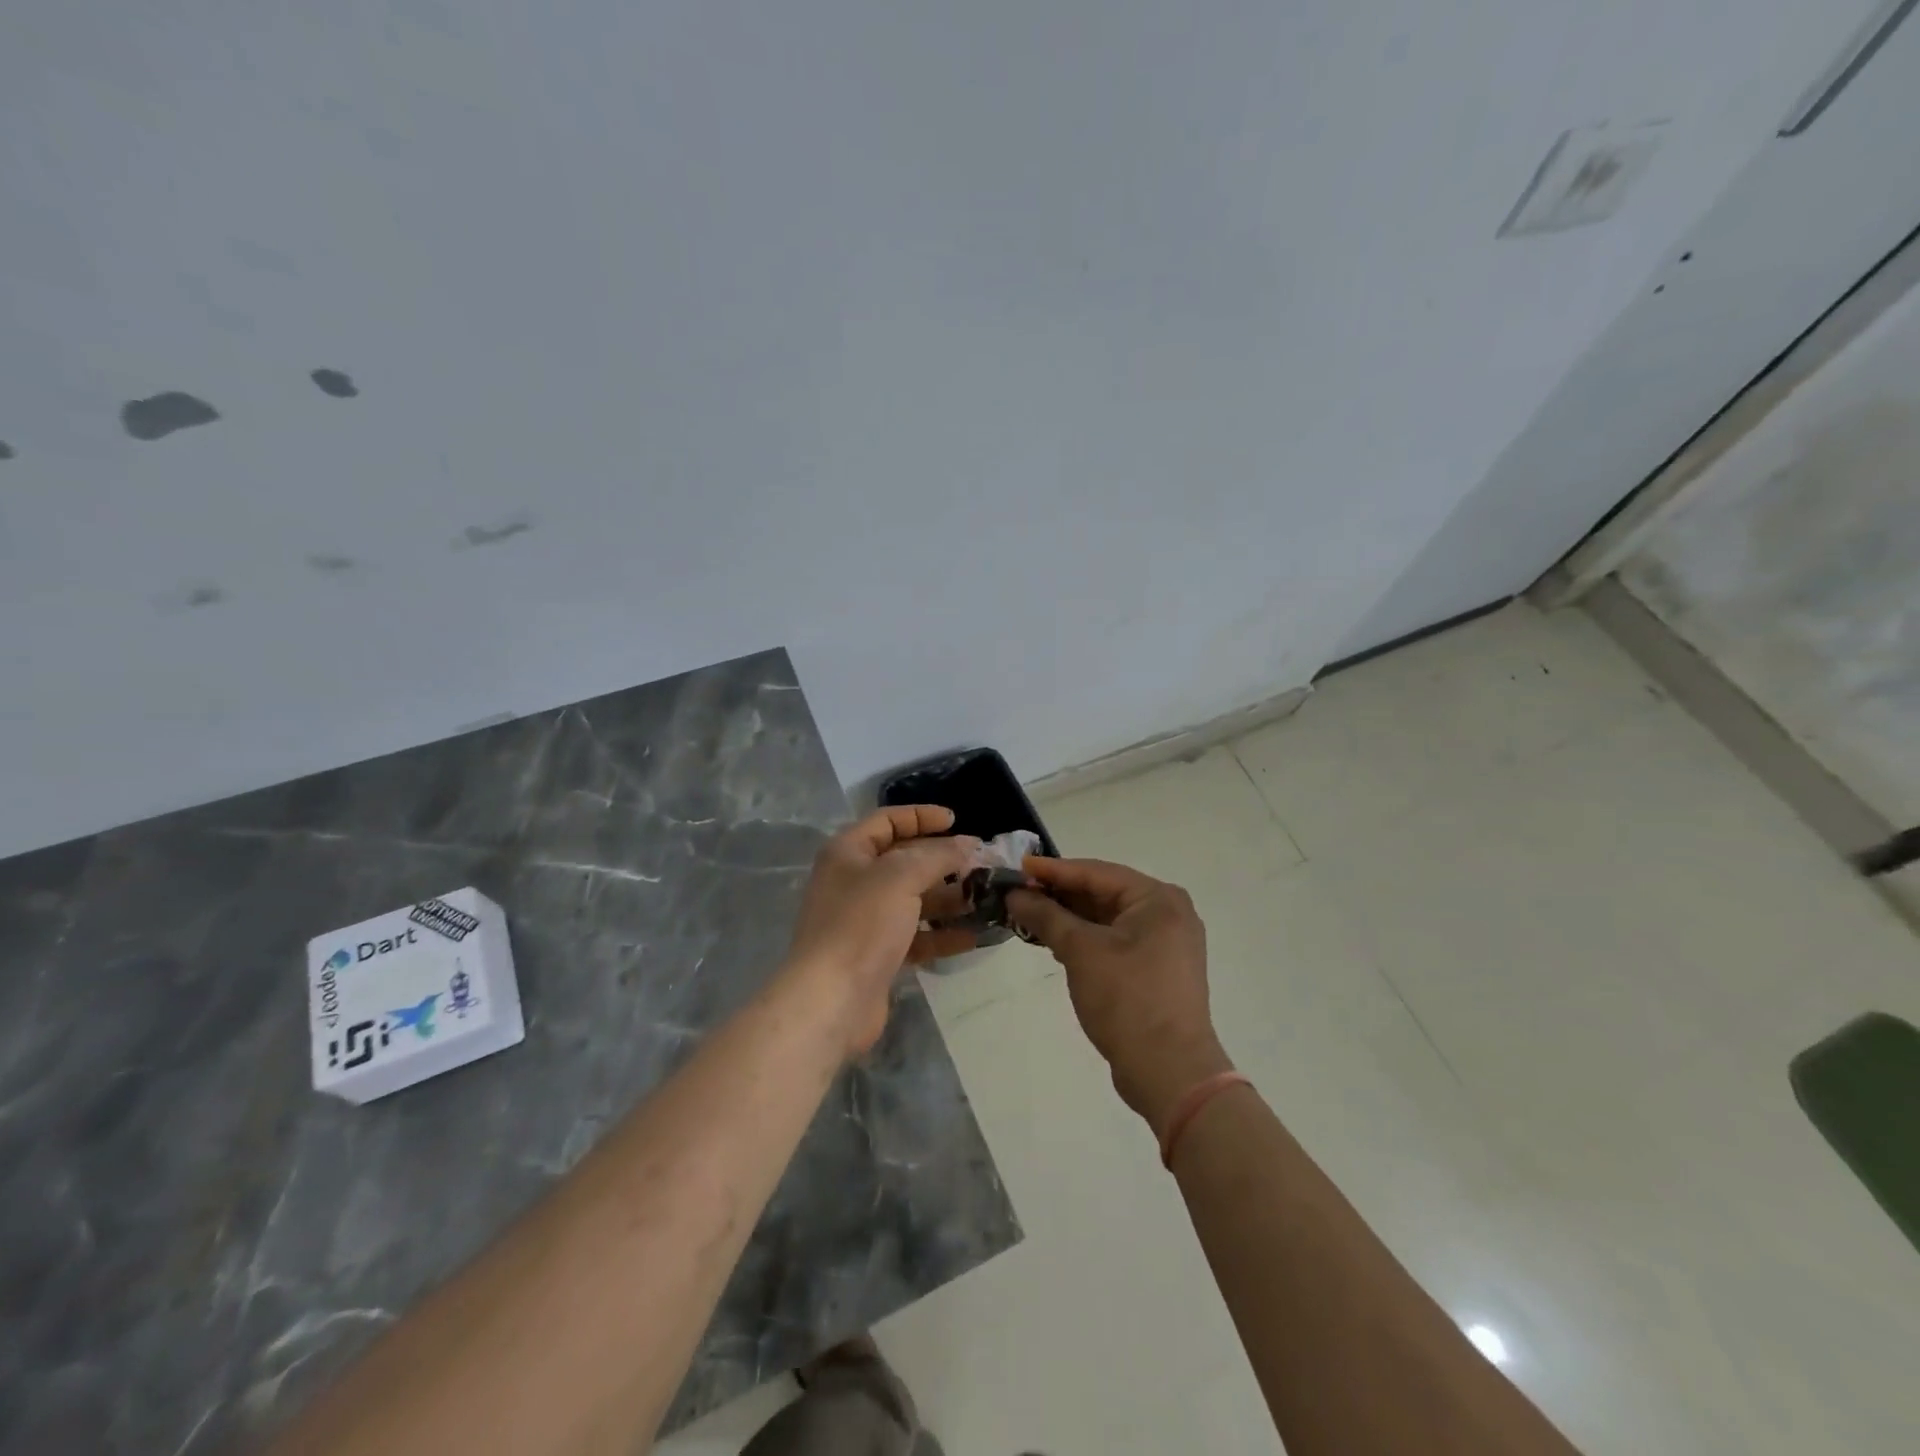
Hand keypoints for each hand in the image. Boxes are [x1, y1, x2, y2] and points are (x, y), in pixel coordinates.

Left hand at [785, 806, 980, 1054]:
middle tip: (981, 864)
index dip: (921, 816)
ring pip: (913, 900)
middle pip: (904, 861)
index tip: (956, 820)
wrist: (831, 1000)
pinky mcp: (877, 955)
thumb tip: (968, 844)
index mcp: (848, 853)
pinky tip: (972, 936)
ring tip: (985, 899)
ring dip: (947, 899)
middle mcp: (854, 881)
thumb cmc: (861, 924)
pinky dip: (941, 934)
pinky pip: (915, 936)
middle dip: (942, 861)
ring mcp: (865, 920)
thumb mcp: (901, 877)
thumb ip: (938, 856)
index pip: (887, 821)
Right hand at [1007, 857, 1230, 1132]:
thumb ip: (1046, 916)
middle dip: (1060, 894)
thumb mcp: (1080, 951)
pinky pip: (1115, 940)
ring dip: (1070, 918)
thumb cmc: (1127, 1000)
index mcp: (1158, 899)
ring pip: (1108, 918)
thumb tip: (1015, 894)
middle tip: (1019, 893)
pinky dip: (1086, 938)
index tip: (1018, 868)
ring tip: (1029, 916)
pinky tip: (1055, 942)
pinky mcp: (1157, 969)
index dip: (1054, 870)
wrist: (1169, 1072)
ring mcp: (1165, 943)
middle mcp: (1168, 913)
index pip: (1097, 872)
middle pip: (1104, 893)